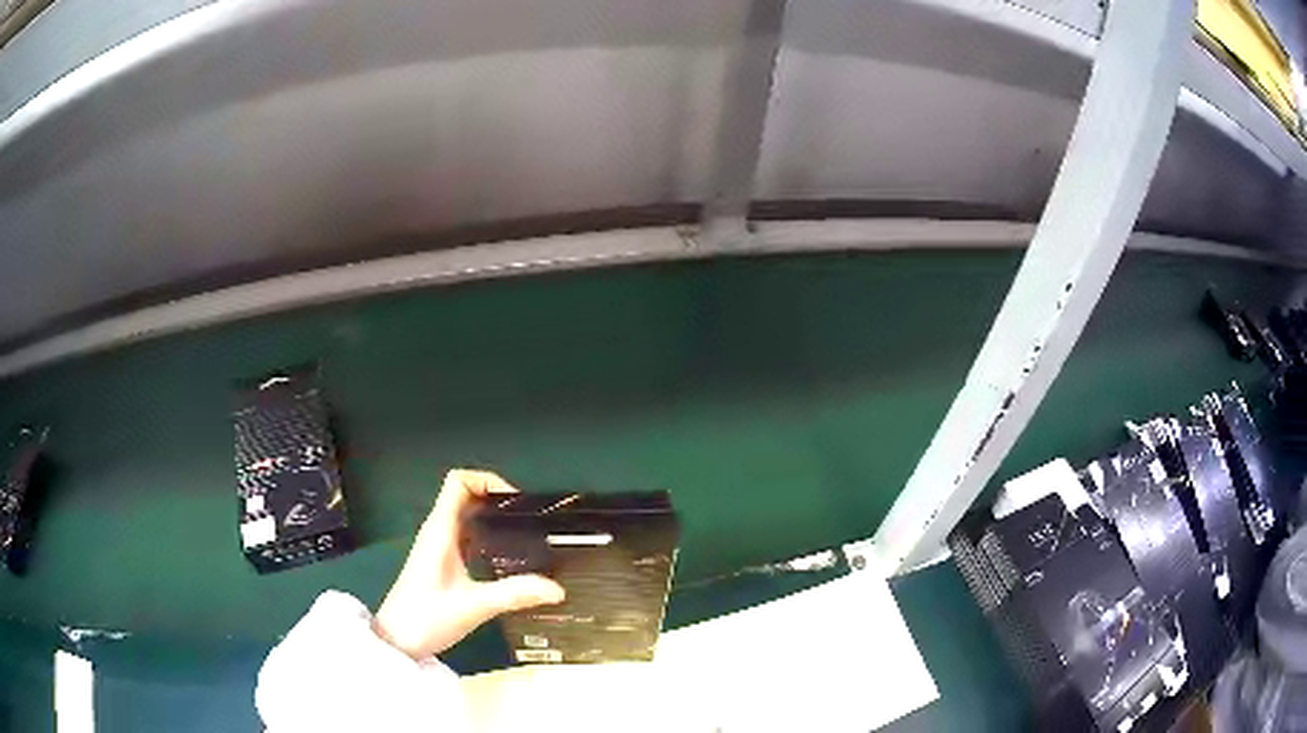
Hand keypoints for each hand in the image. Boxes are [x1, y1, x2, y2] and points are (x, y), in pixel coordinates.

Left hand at [374, 469, 564, 658]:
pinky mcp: (442, 565)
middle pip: (466, 496)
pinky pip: (466, 538)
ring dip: (494, 520)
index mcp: (440, 530)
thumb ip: (515, 594)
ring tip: (527, 537)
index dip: (487, 480)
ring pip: (467, 518)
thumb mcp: (474, 606)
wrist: (397, 642)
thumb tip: (559, 589)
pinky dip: (488, 539)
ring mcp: (438, 548)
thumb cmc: (427, 617)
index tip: (518, 502)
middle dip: (498, 501)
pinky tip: (508, 560)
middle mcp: (438, 532)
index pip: (458, 481)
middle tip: (532, 521)